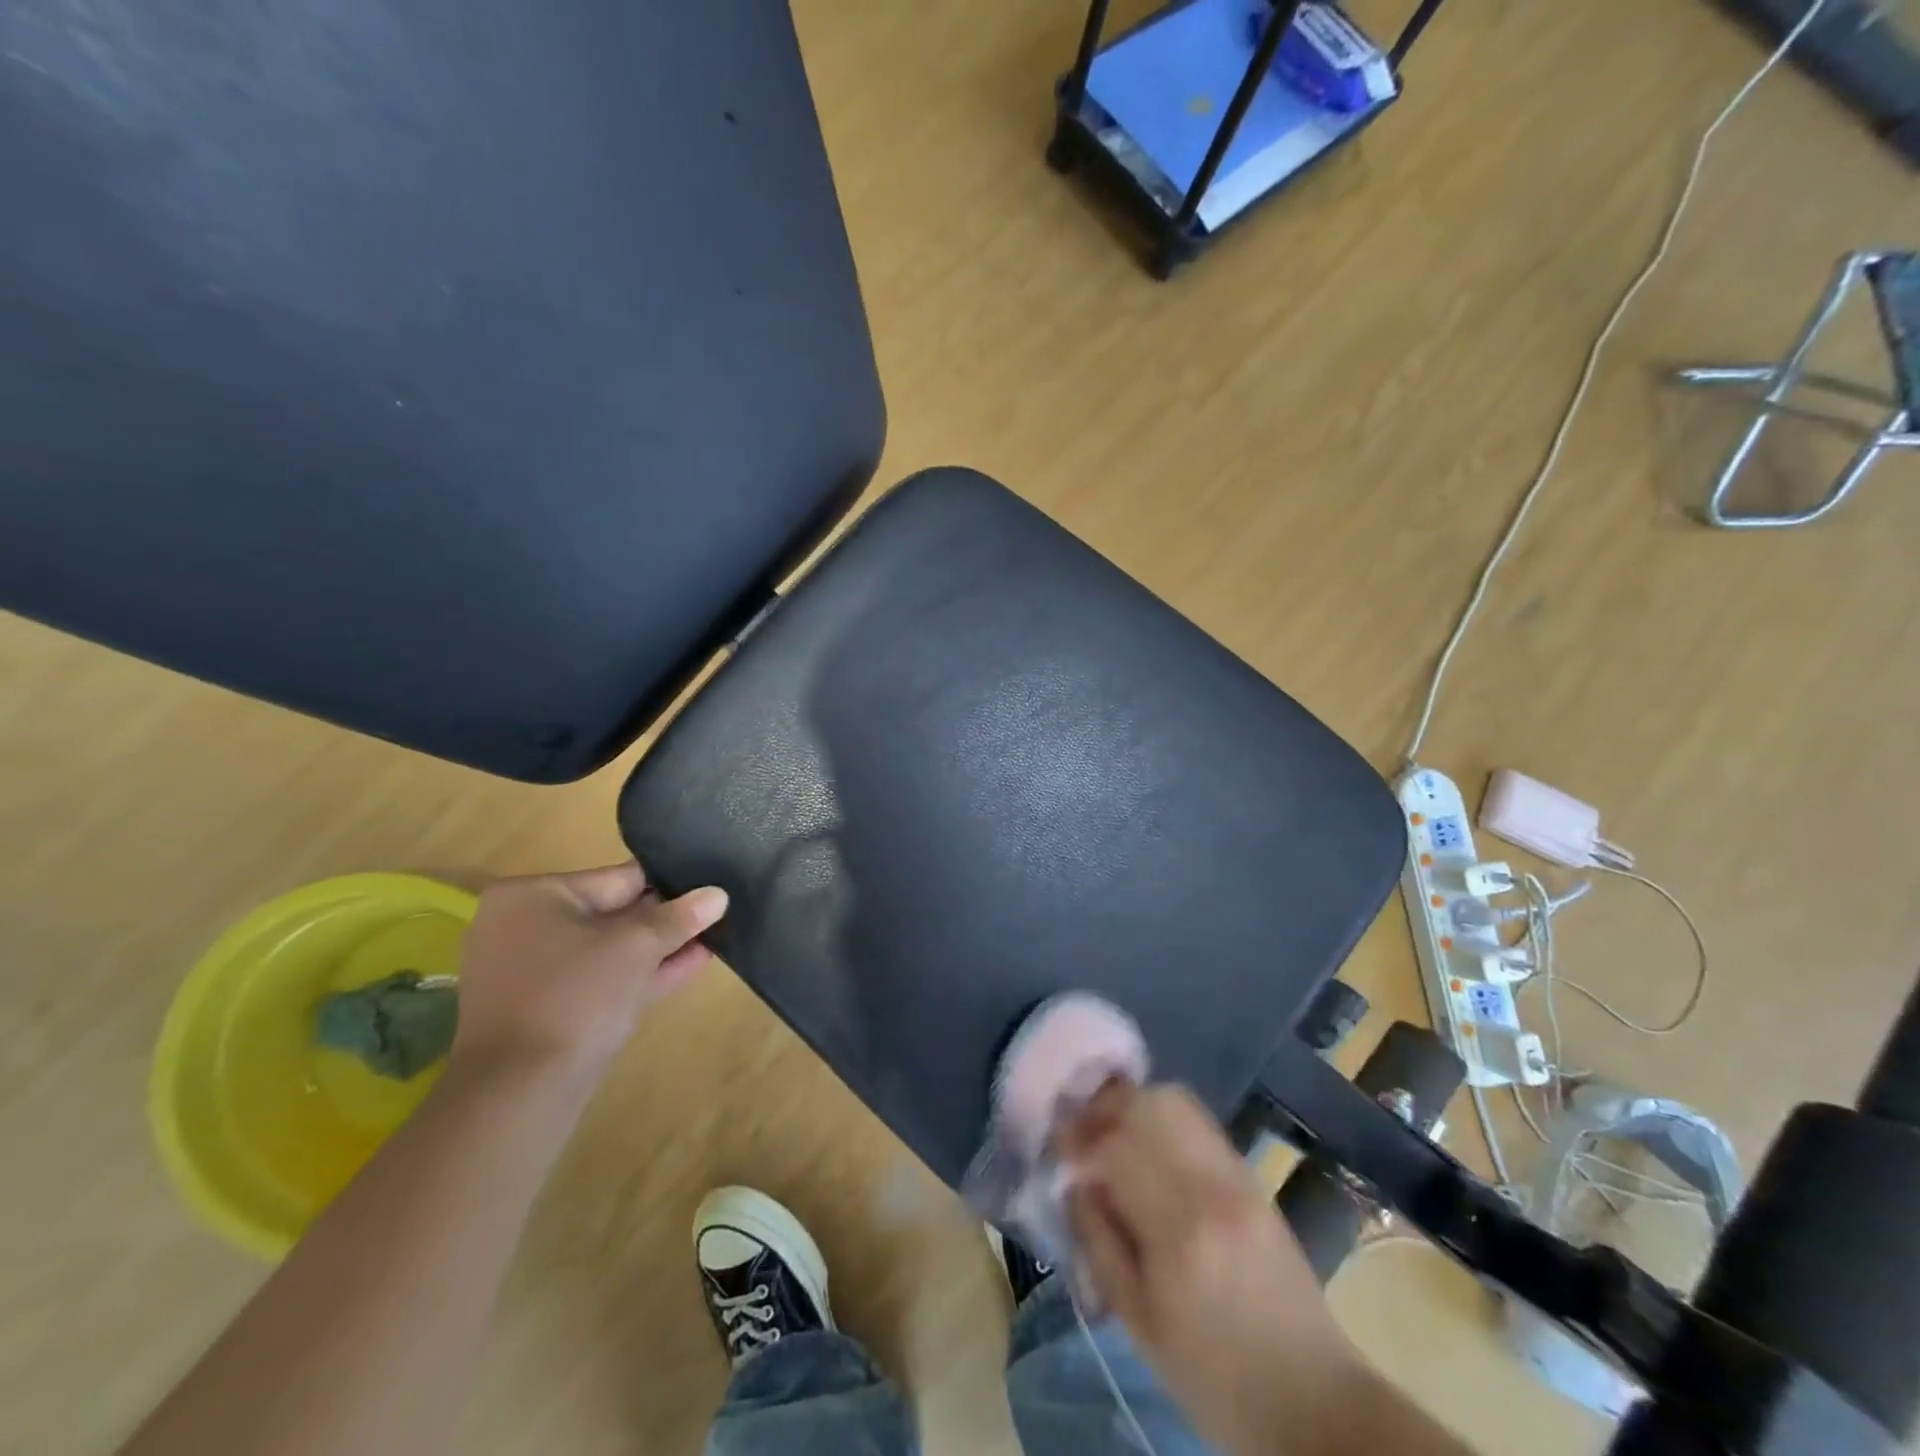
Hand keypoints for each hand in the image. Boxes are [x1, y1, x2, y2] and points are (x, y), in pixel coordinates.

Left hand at [448, 862, 727, 1090]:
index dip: (669, 882)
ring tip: (717, 934)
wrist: (520, 1092)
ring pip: (613, 950)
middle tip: (720, 909)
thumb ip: (679, 917)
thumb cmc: (573, 996)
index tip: (710, 883)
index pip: (617, 878)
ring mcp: (537, 973)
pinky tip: (695, 962)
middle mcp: (527, 928)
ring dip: (662, 946)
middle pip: (615, 913)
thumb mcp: (636, 947)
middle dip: (667, 917)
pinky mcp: (552, 1011)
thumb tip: (718, 894)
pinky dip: (645, 972)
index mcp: (532, 897)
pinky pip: (606, 979)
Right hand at [1060, 1083, 1367, 1455]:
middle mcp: (1211, 1187)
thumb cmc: (1216, 1378)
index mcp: (1178, 1231)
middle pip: (1146, 1106)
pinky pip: (1199, 1123)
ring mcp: (1237, 1176)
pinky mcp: (1253, 1178)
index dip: (1079, 1137)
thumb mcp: (1139, 1324)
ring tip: (1112, 1132)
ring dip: (1134, 1106)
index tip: (1059, 1144)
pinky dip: (1164, 1119)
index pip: (1115, 1146)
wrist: (1314, 1401)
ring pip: (1175, 1102)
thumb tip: (1075, 1183)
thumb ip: (1099, 1243)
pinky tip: (1148, 1145)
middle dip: (1104, 1109)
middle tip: (1082, 1132)